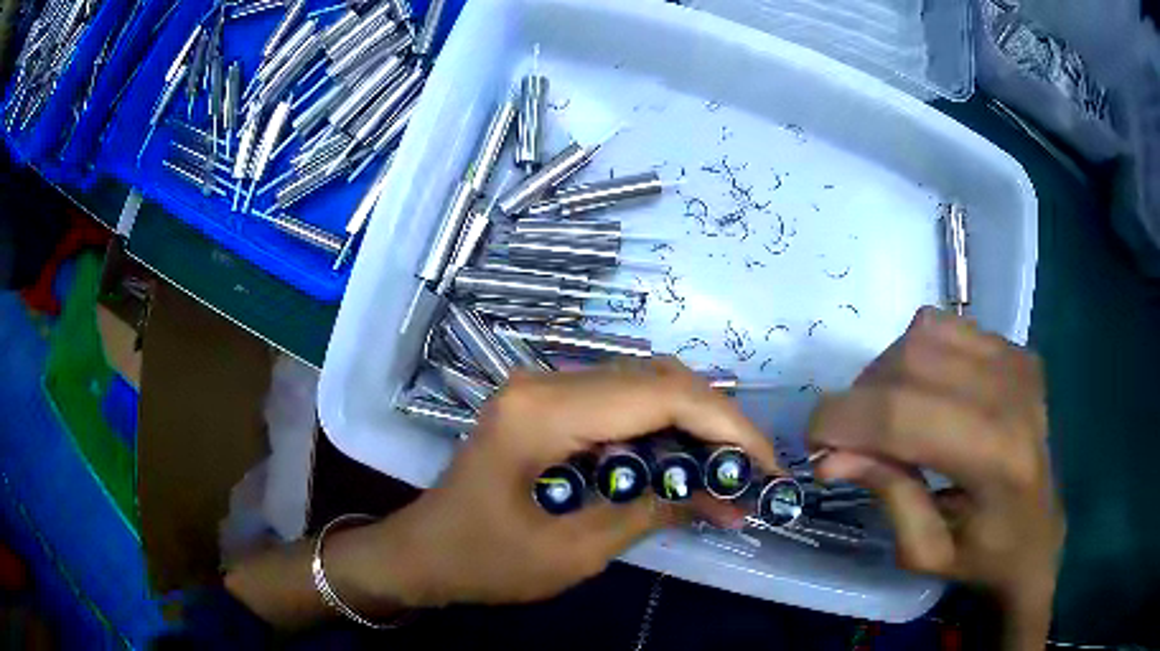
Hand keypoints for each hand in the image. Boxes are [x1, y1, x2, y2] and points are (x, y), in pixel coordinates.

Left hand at [354, 358, 779, 608]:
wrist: (425, 553)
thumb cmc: (486, 561)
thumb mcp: (575, 551)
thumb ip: (651, 512)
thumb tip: (722, 497)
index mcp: (544, 411)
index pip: (661, 396)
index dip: (726, 426)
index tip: (766, 465)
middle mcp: (546, 382)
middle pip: (657, 380)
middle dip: (717, 424)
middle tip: (752, 471)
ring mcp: (544, 389)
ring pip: (644, 387)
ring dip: (694, 427)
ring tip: (728, 474)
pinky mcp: (547, 406)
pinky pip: (621, 406)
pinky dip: (662, 434)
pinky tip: (683, 470)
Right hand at [808, 308, 1063, 649]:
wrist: (1040, 533)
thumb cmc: (984, 557)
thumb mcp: (924, 550)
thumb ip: (886, 493)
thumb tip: (831, 455)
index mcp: (996, 459)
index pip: (904, 415)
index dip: (843, 420)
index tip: (813, 443)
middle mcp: (1012, 394)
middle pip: (911, 361)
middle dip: (859, 398)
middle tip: (848, 439)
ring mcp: (1016, 361)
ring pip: (924, 333)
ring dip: (886, 373)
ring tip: (884, 415)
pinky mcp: (1015, 350)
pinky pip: (946, 327)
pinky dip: (916, 354)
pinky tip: (921, 393)